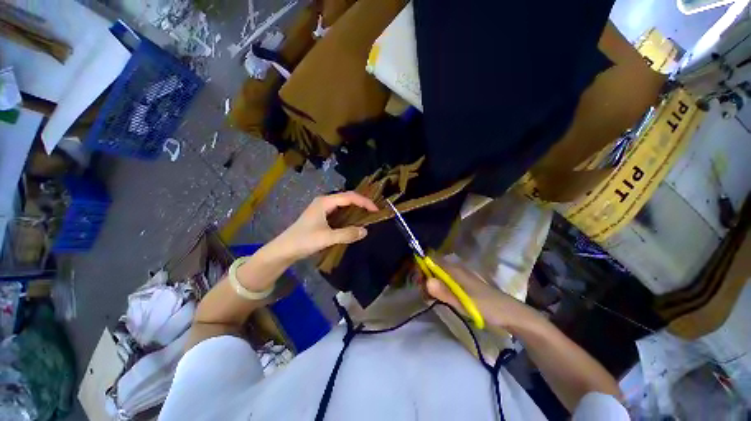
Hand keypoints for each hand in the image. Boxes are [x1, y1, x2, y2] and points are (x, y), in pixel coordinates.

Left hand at [270, 192, 377, 261]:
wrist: (284, 249)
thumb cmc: (303, 241)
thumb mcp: (326, 238)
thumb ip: (346, 234)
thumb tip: (365, 231)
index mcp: (325, 201)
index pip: (349, 197)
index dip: (364, 202)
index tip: (376, 210)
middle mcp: (325, 201)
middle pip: (347, 198)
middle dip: (361, 203)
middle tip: (374, 212)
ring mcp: (322, 208)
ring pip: (344, 204)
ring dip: (356, 209)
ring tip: (368, 215)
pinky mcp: (322, 216)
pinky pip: (340, 211)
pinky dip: (349, 215)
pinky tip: (354, 221)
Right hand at [424, 256, 540, 331]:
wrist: (508, 313)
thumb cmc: (486, 306)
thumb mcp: (465, 302)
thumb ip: (445, 292)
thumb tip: (426, 281)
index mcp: (454, 269)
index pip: (431, 260)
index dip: (421, 267)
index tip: (417, 282)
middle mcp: (454, 269)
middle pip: (432, 267)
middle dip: (424, 278)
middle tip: (423, 294)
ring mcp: (457, 276)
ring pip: (436, 275)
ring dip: (429, 284)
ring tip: (429, 298)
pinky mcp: (460, 284)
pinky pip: (443, 281)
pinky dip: (437, 288)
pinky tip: (438, 298)